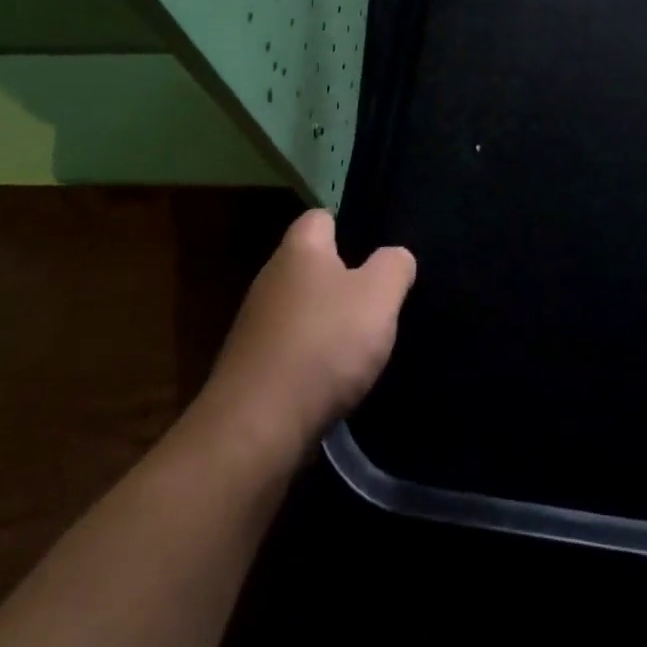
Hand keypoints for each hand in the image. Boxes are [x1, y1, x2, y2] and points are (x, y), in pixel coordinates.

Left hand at [196, 210, 414, 461]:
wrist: (256, 428)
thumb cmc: (323, 344)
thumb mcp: (378, 296)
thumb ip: (394, 266)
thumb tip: (395, 256)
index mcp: (299, 250)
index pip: (320, 217)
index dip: (348, 226)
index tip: (374, 250)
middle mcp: (270, 279)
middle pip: (310, 265)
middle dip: (341, 279)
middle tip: (377, 300)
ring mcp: (254, 325)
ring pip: (300, 309)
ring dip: (326, 323)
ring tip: (360, 345)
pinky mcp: (250, 368)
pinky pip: (289, 349)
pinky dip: (310, 359)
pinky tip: (332, 380)